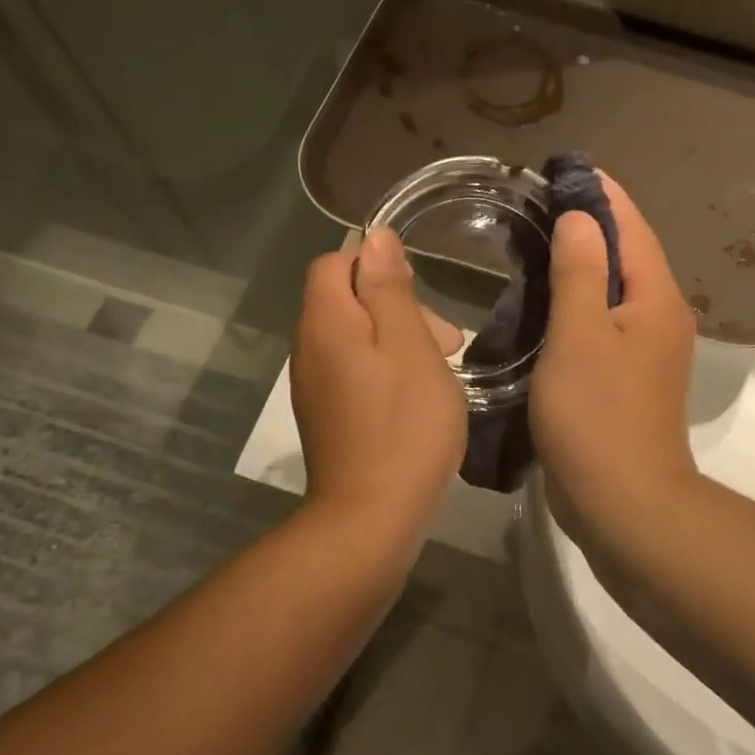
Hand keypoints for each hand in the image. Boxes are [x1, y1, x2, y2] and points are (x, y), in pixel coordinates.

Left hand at [291, 226, 466, 539]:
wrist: (371, 516)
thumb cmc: (403, 425)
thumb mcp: (410, 346)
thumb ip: (389, 289)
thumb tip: (375, 238)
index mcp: (326, 322)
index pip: (335, 263)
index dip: (376, 266)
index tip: (419, 294)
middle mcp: (308, 347)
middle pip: (345, 300)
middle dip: (395, 307)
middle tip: (445, 340)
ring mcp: (313, 385)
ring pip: (354, 337)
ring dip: (397, 341)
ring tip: (440, 370)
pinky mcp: (326, 415)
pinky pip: (353, 370)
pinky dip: (385, 370)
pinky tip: (416, 398)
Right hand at [530, 180, 700, 547]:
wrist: (624, 503)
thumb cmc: (598, 415)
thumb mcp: (579, 335)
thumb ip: (581, 271)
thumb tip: (582, 217)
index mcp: (655, 298)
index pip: (631, 225)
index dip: (600, 193)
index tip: (562, 168)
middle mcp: (659, 317)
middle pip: (626, 254)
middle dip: (588, 224)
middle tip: (536, 204)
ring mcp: (645, 350)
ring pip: (612, 290)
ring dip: (580, 263)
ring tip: (532, 243)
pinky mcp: (626, 378)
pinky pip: (601, 322)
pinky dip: (576, 302)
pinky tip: (543, 303)